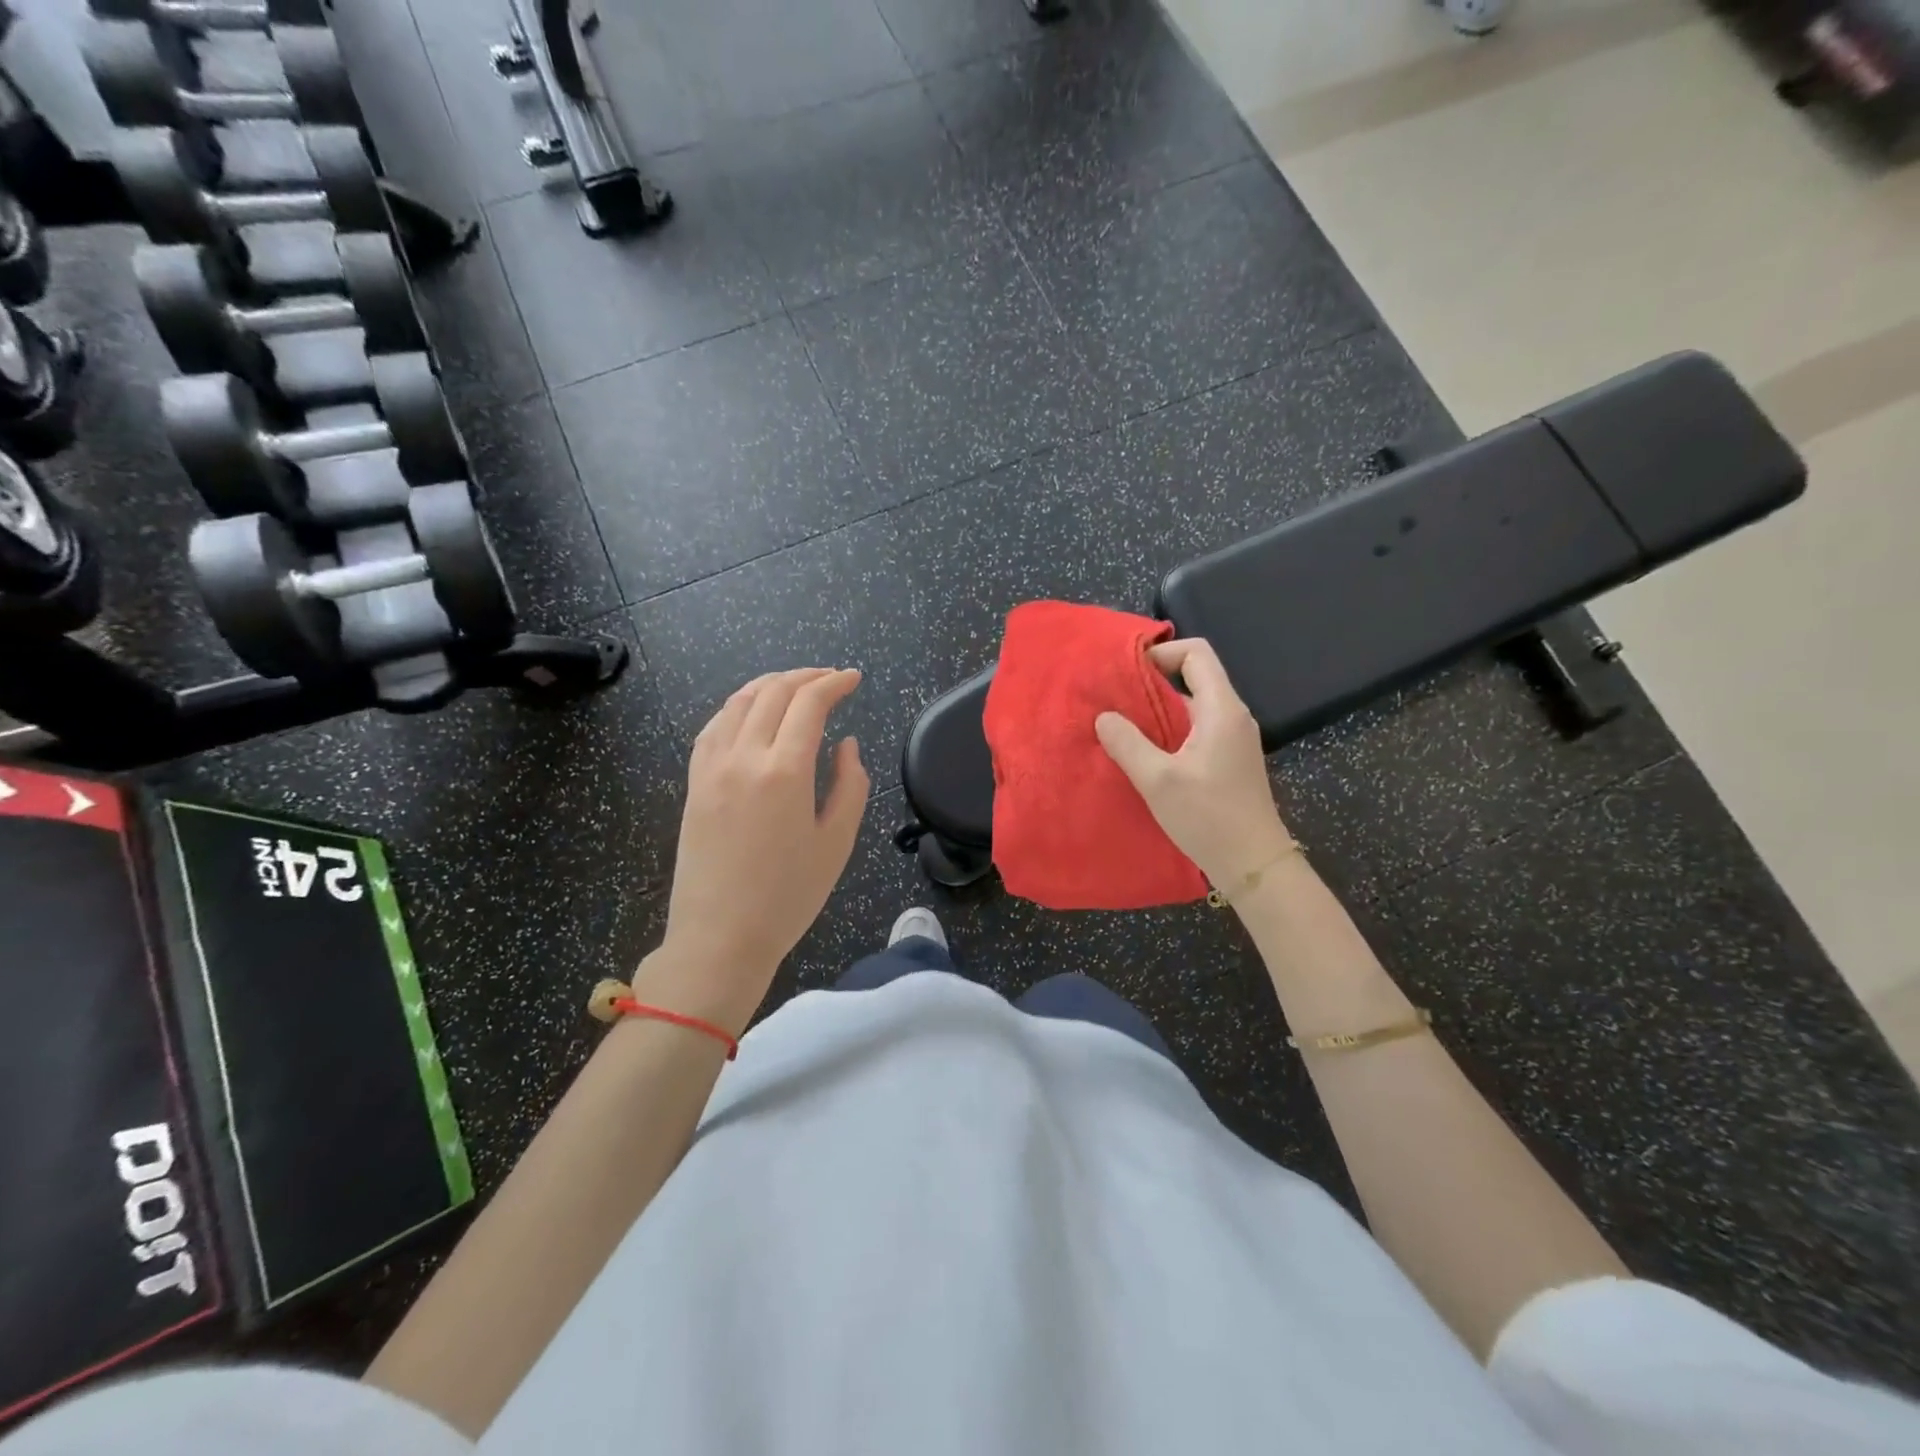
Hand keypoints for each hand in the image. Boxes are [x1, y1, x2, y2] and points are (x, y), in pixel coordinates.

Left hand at [645, 668, 869, 1031]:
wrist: (720, 937)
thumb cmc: (788, 896)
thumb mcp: (837, 843)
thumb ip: (850, 784)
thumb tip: (846, 744)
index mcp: (785, 771)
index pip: (809, 703)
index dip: (834, 683)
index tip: (854, 678)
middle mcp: (744, 757)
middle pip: (773, 692)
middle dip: (806, 676)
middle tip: (831, 677)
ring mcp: (712, 767)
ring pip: (739, 702)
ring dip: (770, 684)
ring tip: (794, 685)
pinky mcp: (694, 782)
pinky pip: (714, 727)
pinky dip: (737, 707)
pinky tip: (750, 712)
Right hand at [1094, 638, 1292, 889]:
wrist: (1254, 865)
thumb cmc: (1209, 818)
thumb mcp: (1158, 780)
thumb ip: (1128, 743)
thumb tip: (1104, 716)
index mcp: (1221, 709)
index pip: (1196, 654)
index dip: (1162, 653)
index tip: (1127, 671)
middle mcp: (1231, 716)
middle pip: (1193, 677)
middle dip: (1152, 681)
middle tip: (1113, 697)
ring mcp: (1232, 739)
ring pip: (1191, 706)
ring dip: (1157, 710)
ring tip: (1120, 725)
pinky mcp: (1228, 760)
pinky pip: (1195, 729)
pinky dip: (1168, 731)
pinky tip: (1143, 753)